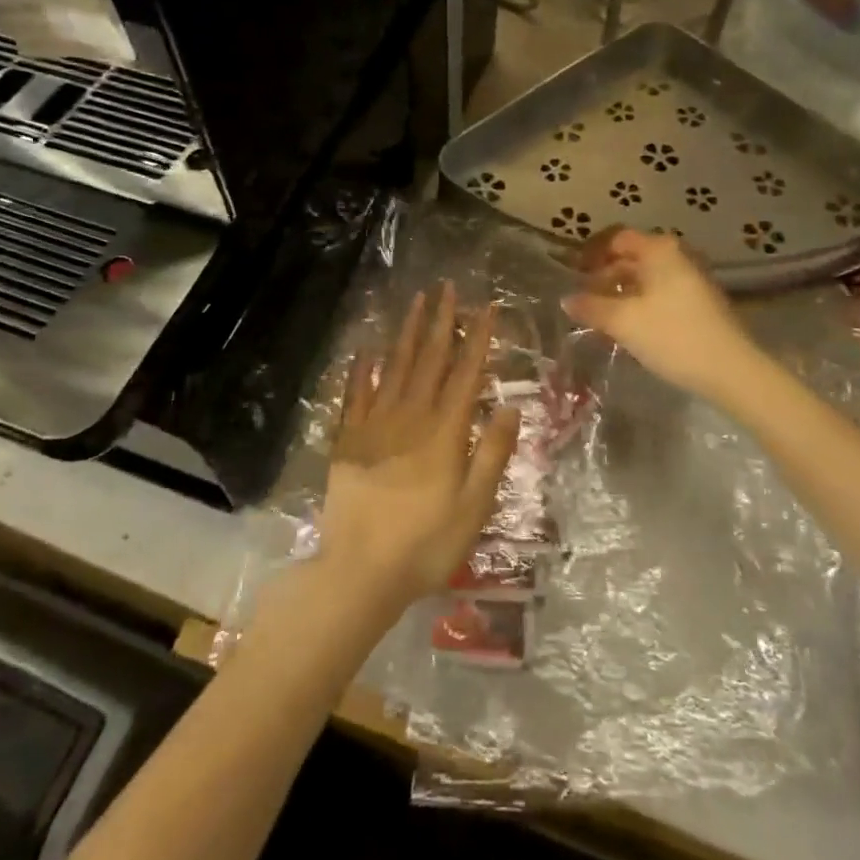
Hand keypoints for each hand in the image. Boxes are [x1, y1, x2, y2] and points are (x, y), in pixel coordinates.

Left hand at [315, 283, 519, 616]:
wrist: (361, 572)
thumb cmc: (426, 545)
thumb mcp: (474, 507)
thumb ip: (492, 453)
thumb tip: (510, 404)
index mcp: (444, 433)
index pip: (466, 374)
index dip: (477, 338)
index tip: (486, 307)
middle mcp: (410, 418)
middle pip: (429, 360)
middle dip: (440, 322)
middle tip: (446, 288)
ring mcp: (375, 426)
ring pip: (395, 368)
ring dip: (406, 334)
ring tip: (415, 302)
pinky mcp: (349, 440)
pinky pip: (356, 395)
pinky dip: (361, 370)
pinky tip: (365, 350)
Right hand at [564, 227, 756, 401]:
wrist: (730, 370)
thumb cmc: (672, 336)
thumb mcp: (623, 322)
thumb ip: (591, 307)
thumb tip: (567, 299)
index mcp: (659, 250)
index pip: (616, 239)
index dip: (591, 254)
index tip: (572, 275)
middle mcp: (677, 255)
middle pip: (632, 257)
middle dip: (605, 275)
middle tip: (583, 298)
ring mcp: (693, 278)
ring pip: (647, 277)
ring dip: (622, 291)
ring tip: (601, 315)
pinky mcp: (701, 301)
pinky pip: (661, 292)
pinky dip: (641, 302)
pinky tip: (629, 326)